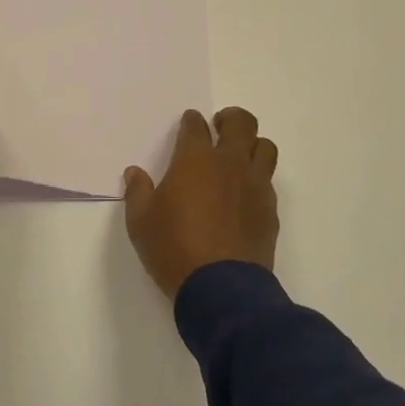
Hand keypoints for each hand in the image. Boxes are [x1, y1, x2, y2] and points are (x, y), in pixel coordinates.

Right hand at [123, 107, 279, 299]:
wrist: (221, 287)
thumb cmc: (174, 248)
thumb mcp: (141, 222)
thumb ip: (137, 192)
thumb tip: (134, 173)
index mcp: (195, 160)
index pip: (195, 126)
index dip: (191, 121)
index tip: (188, 123)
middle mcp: (229, 164)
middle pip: (241, 123)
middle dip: (230, 118)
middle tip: (219, 127)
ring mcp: (255, 186)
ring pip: (265, 147)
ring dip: (252, 144)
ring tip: (239, 156)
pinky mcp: (270, 210)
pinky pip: (269, 182)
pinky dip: (258, 179)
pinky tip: (245, 194)